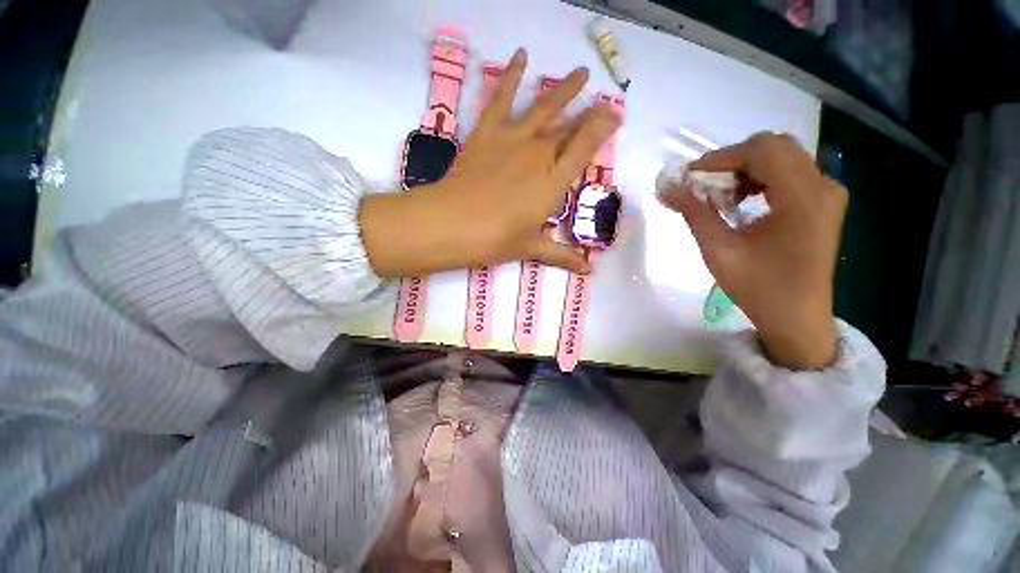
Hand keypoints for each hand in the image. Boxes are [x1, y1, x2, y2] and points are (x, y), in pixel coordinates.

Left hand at [360, 49, 619, 277]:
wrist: (451, 224)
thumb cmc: (494, 240)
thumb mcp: (531, 248)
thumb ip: (561, 255)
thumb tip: (588, 271)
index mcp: (553, 182)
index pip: (584, 148)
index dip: (602, 129)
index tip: (615, 116)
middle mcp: (539, 155)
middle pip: (569, 128)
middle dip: (589, 114)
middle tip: (606, 101)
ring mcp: (513, 140)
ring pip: (544, 108)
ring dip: (563, 89)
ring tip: (579, 72)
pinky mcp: (487, 133)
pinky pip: (501, 98)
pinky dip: (511, 76)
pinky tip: (522, 56)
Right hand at [659, 133, 846, 369]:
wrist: (797, 318)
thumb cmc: (759, 288)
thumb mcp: (719, 251)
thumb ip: (694, 213)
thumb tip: (668, 188)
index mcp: (803, 198)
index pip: (762, 151)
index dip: (721, 157)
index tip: (689, 176)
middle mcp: (823, 186)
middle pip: (774, 147)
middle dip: (732, 160)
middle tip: (703, 184)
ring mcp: (827, 193)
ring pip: (782, 158)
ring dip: (745, 169)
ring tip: (719, 196)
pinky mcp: (823, 203)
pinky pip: (789, 174)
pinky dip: (759, 179)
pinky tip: (740, 202)